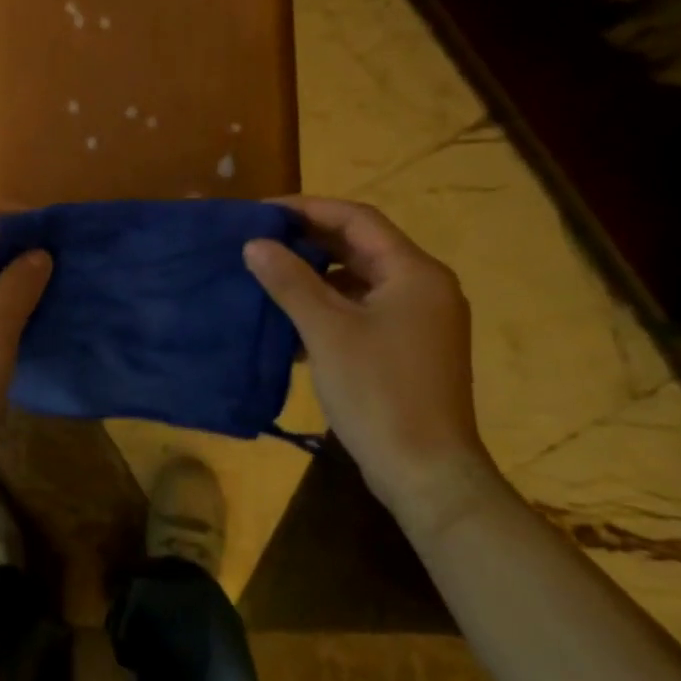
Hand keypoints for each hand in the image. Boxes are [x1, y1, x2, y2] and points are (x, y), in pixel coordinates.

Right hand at [245, 197, 490, 524]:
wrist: (425, 471)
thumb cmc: (378, 392)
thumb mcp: (326, 331)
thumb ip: (290, 281)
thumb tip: (255, 243)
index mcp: (414, 273)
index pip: (357, 219)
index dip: (308, 208)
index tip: (262, 212)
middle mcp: (424, 287)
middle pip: (360, 247)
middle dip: (308, 241)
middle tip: (259, 240)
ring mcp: (418, 320)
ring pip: (359, 280)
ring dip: (315, 275)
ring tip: (268, 275)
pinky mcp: (407, 348)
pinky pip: (363, 310)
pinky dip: (328, 306)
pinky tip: (292, 320)